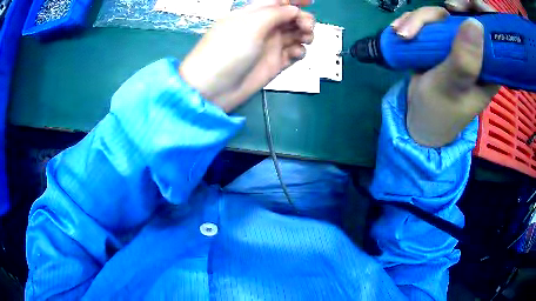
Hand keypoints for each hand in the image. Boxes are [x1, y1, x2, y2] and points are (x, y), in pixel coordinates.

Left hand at [179, 0, 314, 111]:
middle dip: (303, 18)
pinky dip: (299, 51)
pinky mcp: (275, 63)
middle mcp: (263, 27)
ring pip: (295, 34)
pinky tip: (296, 53)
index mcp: (253, 13)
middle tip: (306, 26)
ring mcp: (270, 46)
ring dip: (305, 34)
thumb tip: (293, 9)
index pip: (277, 2)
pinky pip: (294, 53)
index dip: (294, 0)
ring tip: (306, 39)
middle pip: (290, 17)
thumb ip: (275, 13)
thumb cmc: (227, 50)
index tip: (310, 2)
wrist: (214, 88)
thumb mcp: (250, 24)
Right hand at [391, 0, 499, 146]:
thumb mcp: (452, 88)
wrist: (418, 121)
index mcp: (488, 66)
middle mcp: (474, 51)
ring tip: (401, 34)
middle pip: (461, 15)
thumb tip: (475, 22)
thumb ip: (465, 61)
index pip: (492, 30)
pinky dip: (411, 22)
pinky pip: (427, 22)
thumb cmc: (440, 111)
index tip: (461, 6)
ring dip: (417, 19)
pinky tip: (399, 31)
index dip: (480, 11)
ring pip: (440, 16)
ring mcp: (456, 45)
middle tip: (417, 22)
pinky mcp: (439, 43)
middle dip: (435, 14)